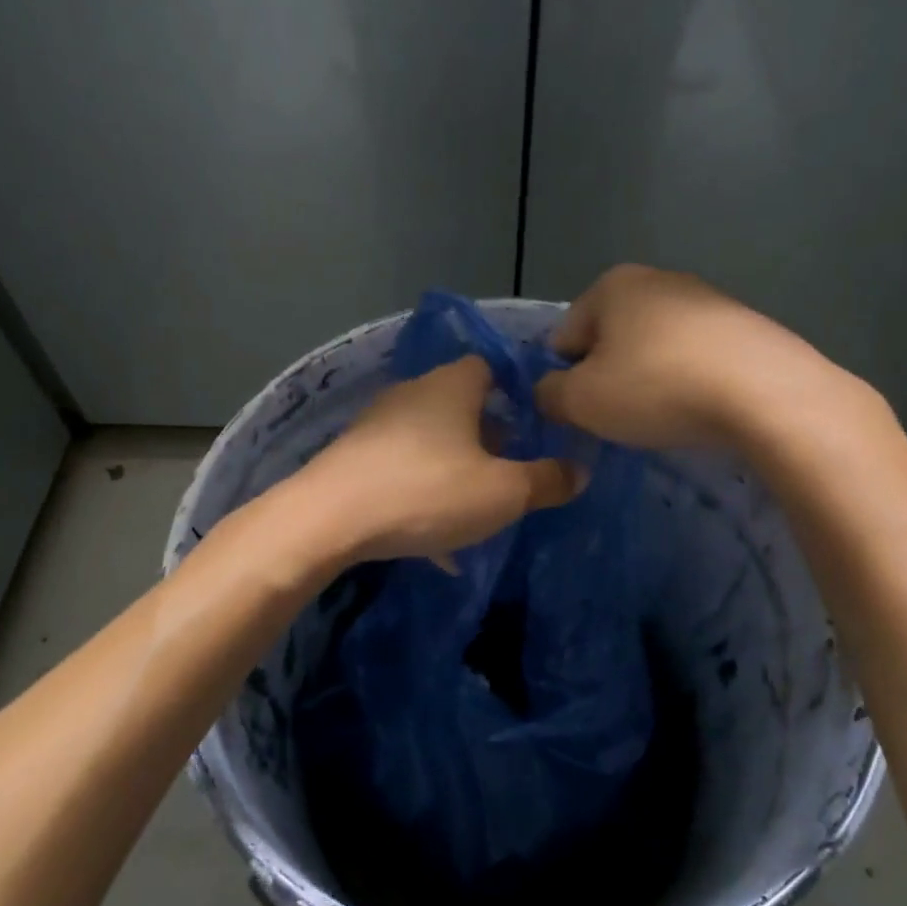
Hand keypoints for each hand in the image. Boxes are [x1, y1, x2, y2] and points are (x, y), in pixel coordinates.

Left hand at [298, 356, 582, 564]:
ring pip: (431, 441)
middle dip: (489, 436)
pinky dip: (423, 493)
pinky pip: (402, 470)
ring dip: (456, 468)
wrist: (327, 520)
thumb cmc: (426, 492)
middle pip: (461, 404)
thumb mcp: (502, 493)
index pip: (491, 367)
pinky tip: (433, 538)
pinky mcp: (353, 457)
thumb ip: (546, 480)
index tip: (536, 424)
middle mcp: (413, 393)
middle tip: (511, 470)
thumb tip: (579, 471)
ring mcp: (377, 424)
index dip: (516, 391)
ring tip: (476, 508)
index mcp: (452, 386)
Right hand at [535, 264, 845, 449]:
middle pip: (610, 339)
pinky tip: (701, 408)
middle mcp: (657, 279)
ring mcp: (706, 298)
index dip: (563, 380)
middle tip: (619, 418)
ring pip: (654, 348)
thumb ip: (549, 394)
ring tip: (664, 416)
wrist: (766, 394)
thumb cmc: (657, 388)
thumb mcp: (581, 401)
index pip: (563, 338)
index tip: (581, 413)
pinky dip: (689, 381)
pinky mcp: (744, 325)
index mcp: (611, 286)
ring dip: (649, 379)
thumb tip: (549, 391)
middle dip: (608, 378)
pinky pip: (696, 357)